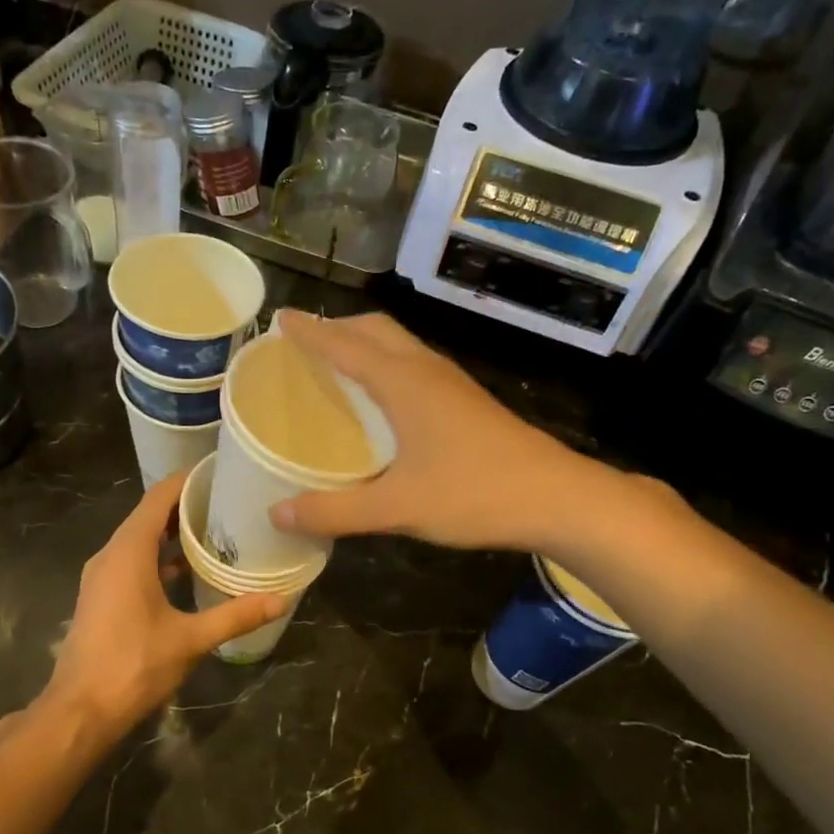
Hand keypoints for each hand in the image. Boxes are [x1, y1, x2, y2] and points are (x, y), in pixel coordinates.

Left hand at [44, 472, 286, 732]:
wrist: (80, 710)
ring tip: (212, 530)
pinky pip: (130, 561)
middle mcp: (110, 555)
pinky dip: (156, 557)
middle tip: (225, 502)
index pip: (157, 498)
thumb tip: (281, 599)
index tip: (218, 472)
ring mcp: (100, 576)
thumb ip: (235, 615)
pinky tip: (184, 571)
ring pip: (137, 540)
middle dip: (183, 506)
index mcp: (128, 552)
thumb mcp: (190, 639)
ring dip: (170, 533)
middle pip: (147, 515)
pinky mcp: (99, 596)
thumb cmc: (134, 665)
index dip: (185, 481)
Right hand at [269, 311, 581, 550]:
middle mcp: (426, 371)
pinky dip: (386, 365)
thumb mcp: (397, 508)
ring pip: (399, 345)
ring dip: (365, 343)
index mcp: (403, 382)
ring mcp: (451, 384)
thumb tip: (277, 514)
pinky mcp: (466, 402)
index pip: (345, 344)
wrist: (557, 498)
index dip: (311, 331)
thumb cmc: (474, 493)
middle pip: (376, 330)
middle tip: (305, 342)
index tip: (280, 318)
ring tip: (337, 364)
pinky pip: (415, 365)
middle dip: (338, 327)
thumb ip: (334, 511)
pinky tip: (382, 401)